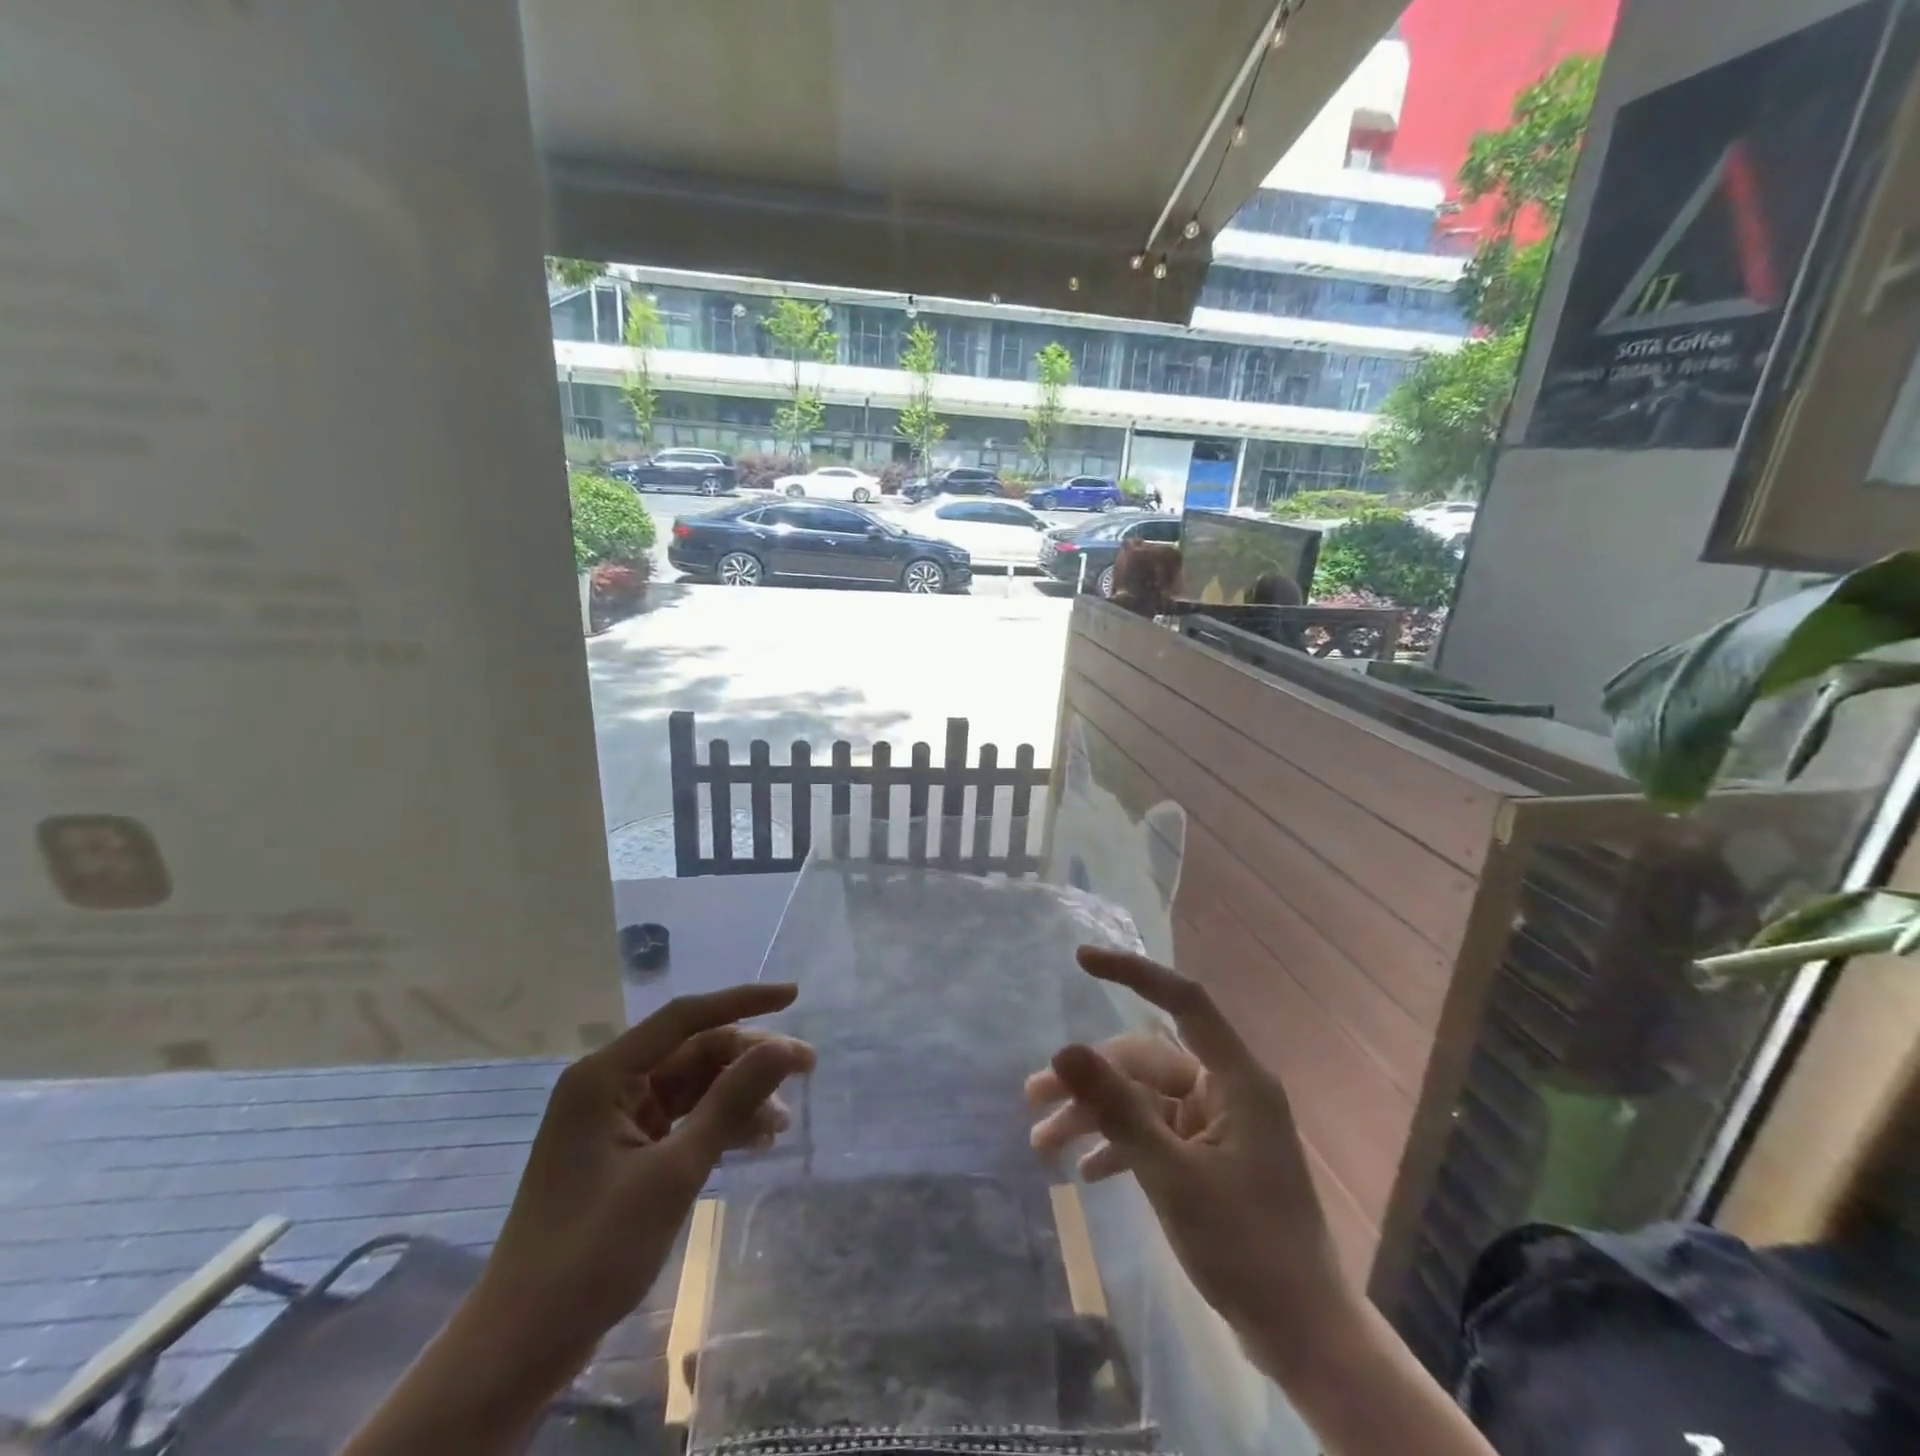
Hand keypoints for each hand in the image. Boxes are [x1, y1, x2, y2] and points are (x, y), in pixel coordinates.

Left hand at [344, 984, 812, 1455]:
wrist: (522, 1345)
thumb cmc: (593, 1250)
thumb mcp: (674, 1172)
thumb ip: (731, 1102)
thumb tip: (785, 1046)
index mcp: (605, 1075)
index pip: (685, 1017)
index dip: (743, 1000)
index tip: (794, 996)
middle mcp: (608, 1085)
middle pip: (692, 1052)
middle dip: (748, 1058)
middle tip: (805, 1068)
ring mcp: (614, 1119)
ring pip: (691, 1086)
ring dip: (737, 1096)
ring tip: (784, 1121)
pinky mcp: (622, 1150)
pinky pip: (681, 1118)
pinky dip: (717, 1124)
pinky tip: (756, 1140)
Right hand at [1026, 947, 1343, 1369]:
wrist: (1303, 1338)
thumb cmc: (1246, 1248)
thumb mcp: (1172, 1176)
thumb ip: (1117, 1110)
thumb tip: (1063, 1049)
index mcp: (1235, 1078)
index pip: (1184, 1000)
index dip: (1133, 972)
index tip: (1081, 961)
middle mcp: (1226, 1090)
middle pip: (1145, 1062)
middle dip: (1089, 1078)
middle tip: (1033, 1098)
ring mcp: (1217, 1126)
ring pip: (1143, 1101)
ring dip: (1095, 1117)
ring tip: (1043, 1145)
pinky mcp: (1209, 1159)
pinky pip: (1155, 1134)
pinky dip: (1120, 1146)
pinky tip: (1085, 1172)